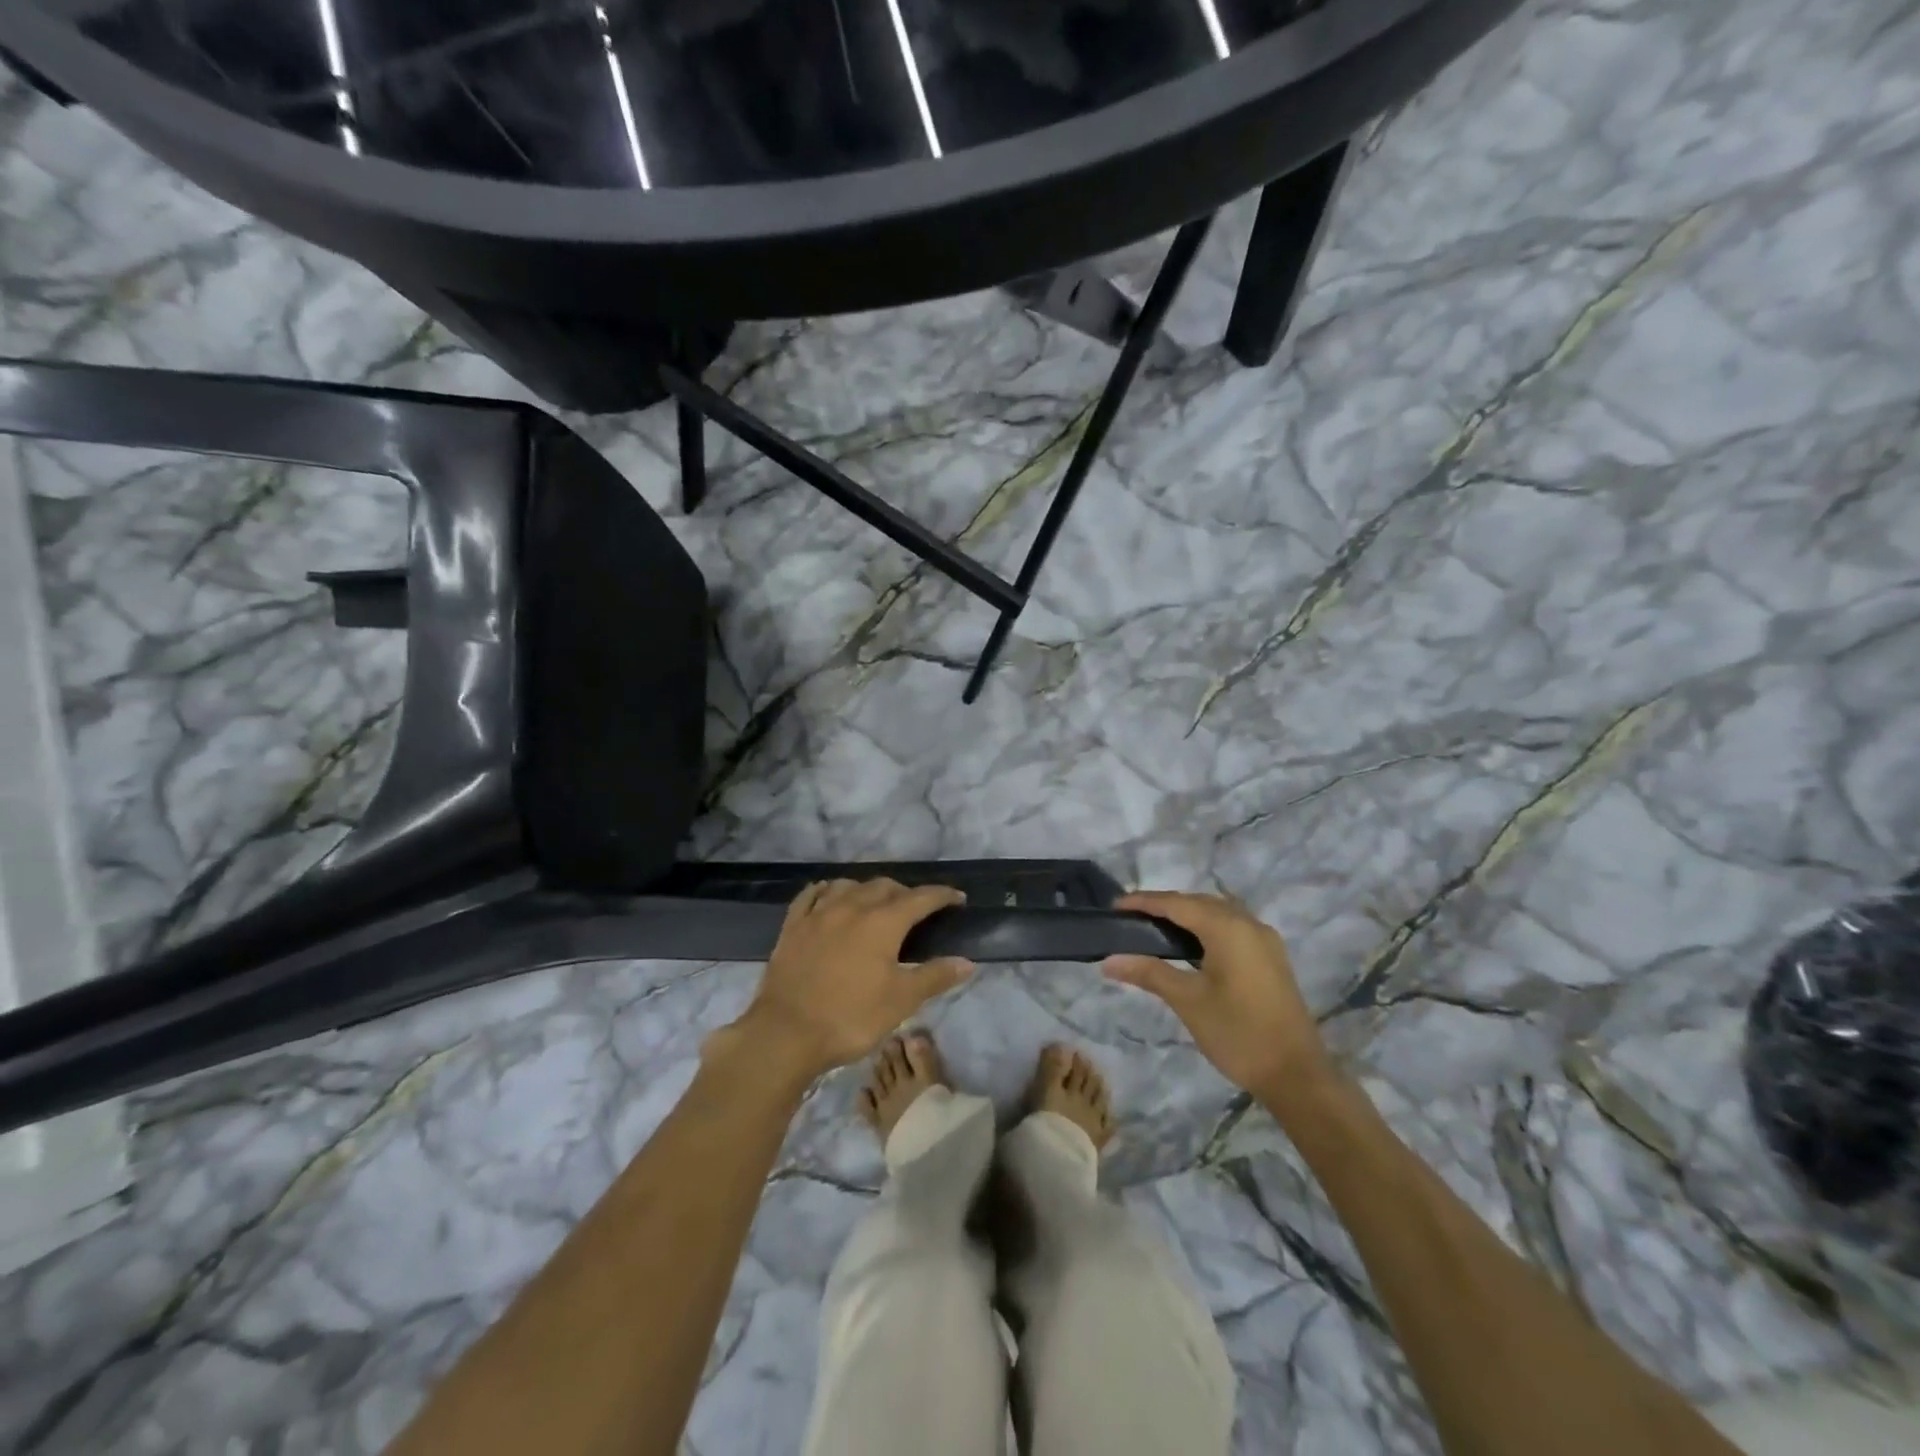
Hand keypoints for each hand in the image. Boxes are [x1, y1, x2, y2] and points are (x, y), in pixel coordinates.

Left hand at [731, 879, 973, 1080]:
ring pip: (849, 885)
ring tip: (875, 902)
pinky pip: (812, 895)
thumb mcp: (901, 1001)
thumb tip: (967, 962)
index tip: (957, 898)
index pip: (920, 898)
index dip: (941, 895)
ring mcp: (818, 913)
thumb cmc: (851, 1017)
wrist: (786, 1033)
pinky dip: (827, 891)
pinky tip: (829, 896)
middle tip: (916, 909)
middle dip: (905, 892)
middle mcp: (852, 906)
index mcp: (883, 922)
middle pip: (884, 886)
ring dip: (867, 889)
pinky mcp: (793, 925)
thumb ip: (935, 976)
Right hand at [1104, 891, 1332, 1099]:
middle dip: (1165, 905)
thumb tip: (1109, 960)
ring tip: (1155, 928)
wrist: (1297, 1075)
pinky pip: (1232, 927)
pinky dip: (1206, 927)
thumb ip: (1149, 973)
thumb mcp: (1188, 1001)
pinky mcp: (1271, 957)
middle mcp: (1249, 924)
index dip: (1145, 901)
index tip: (1115, 906)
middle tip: (1131, 918)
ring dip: (1187, 914)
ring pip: (1218, 912)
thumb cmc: (1238, 1033)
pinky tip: (1190, 944)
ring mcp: (1264, 940)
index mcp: (1228, 928)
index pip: (1177, 903)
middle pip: (1199, 902)